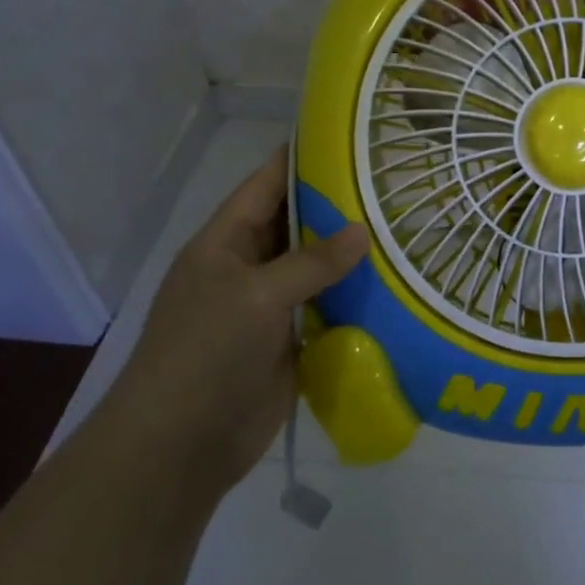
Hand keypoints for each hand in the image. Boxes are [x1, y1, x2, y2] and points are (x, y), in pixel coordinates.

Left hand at [103, 147, 366, 497]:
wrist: (181, 445)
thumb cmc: (205, 354)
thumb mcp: (255, 296)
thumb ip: (311, 263)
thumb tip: (363, 230)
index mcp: (224, 243)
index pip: (265, 185)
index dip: (301, 158)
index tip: (348, 138)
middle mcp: (247, 267)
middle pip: (295, 224)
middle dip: (336, 205)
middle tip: (392, 184)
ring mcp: (269, 306)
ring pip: (315, 267)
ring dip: (349, 253)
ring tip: (402, 227)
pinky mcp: (290, 340)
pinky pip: (325, 307)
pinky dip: (353, 296)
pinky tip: (393, 283)